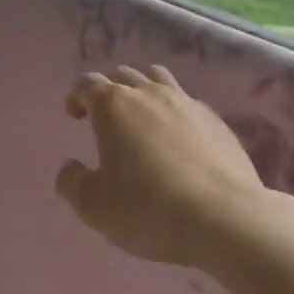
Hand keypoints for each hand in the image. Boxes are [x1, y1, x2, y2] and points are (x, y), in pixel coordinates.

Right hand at [55, 66, 267, 269]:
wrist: (223, 218)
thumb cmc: (148, 208)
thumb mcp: (93, 205)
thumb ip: (72, 183)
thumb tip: (70, 168)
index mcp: (114, 105)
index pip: (88, 83)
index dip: (77, 96)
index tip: (75, 115)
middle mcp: (150, 93)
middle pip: (124, 75)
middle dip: (110, 91)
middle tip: (106, 118)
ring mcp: (188, 103)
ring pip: (159, 79)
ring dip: (144, 91)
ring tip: (143, 118)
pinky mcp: (217, 121)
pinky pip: (188, 103)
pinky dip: (175, 112)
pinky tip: (178, 140)